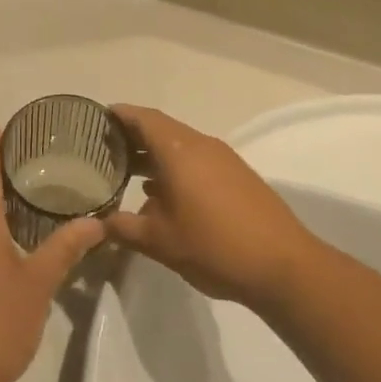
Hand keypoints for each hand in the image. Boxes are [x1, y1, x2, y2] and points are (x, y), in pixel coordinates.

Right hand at [104, 105, 316, 308]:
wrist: (284, 266)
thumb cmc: (214, 246)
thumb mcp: (159, 241)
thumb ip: (123, 228)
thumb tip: (98, 223)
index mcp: (179, 150)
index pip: (143, 118)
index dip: (119, 115)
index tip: (96, 118)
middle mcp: (201, 145)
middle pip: (161, 129)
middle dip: (133, 137)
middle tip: (104, 150)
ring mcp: (223, 160)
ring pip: (180, 146)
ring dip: (155, 155)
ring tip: (127, 173)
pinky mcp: (238, 177)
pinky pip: (197, 161)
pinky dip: (175, 168)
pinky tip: (163, 196)